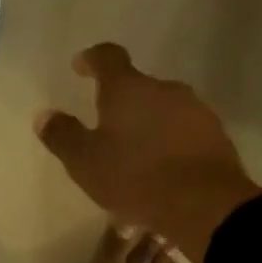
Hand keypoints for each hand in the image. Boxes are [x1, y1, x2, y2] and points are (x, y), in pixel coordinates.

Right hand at [37, 43, 261, 262]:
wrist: (205, 204)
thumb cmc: (135, 177)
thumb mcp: (85, 162)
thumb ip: (63, 136)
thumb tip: (45, 115)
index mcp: (128, 89)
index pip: (108, 58)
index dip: (92, 59)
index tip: (81, 66)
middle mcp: (164, 89)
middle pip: (138, 87)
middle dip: (121, 103)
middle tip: (106, 128)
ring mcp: (196, 110)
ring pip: (163, 110)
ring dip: (147, 125)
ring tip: (134, 156)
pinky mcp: (216, 135)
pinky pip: (183, 132)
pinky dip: (169, 143)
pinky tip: (161, 170)